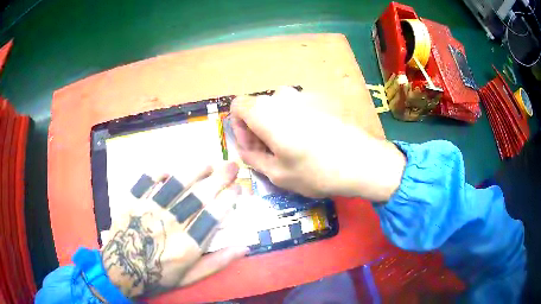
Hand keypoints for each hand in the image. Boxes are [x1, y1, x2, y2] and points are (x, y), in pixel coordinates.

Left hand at [101, 161, 247, 298]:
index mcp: (187, 245)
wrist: (121, 269)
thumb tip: (244, 247)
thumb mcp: (190, 278)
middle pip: (199, 196)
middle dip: (219, 179)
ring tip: (207, 164)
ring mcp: (149, 209)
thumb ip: (216, 262)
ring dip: (194, 171)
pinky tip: (169, 170)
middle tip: (231, 166)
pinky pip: (147, 181)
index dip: (228, 199)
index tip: (237, 188)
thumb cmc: (157, 276)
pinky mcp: (132, 201)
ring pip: (176, 184)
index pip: (213, 215)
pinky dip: (159, 174)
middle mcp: (170, 224)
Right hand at [230, 87, 405, 200]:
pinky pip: (301, 106)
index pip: (237, 106)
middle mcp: (283, 96)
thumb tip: (244, 146)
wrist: (363, 161)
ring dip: (279, 123)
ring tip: (295, 146)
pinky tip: (315, 138)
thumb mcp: (277, 174)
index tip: (253, 146)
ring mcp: (306, 94)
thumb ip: (252, 157)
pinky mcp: (324, 97)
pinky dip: (298, 119)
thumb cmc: (316, 171)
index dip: (239, 126)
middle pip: (259, 107)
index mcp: (265, 112)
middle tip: (273, 152)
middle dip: (258, 128)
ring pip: (280, 107)